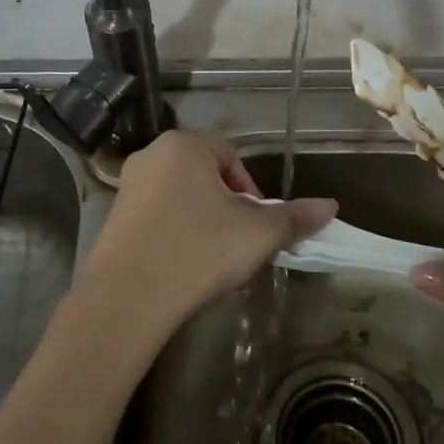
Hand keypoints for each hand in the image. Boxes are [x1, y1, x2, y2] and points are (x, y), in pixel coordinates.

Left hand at [77, 130, 336, 344]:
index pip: (231, 156)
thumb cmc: (198, 250)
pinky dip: (175, 234)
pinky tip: (183, 267)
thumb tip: (331, 206)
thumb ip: (294, 217)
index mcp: (184, 145)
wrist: (127, 298)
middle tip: (239, 244)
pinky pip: (156, 216)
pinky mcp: (112, 218)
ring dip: (203, 221)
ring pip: (180, 196)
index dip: (251, 191)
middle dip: (227, 207)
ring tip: (213, 259)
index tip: (256, 226)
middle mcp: (151, 155)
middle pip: (205, 175)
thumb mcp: (257, 234)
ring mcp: (127, 186)